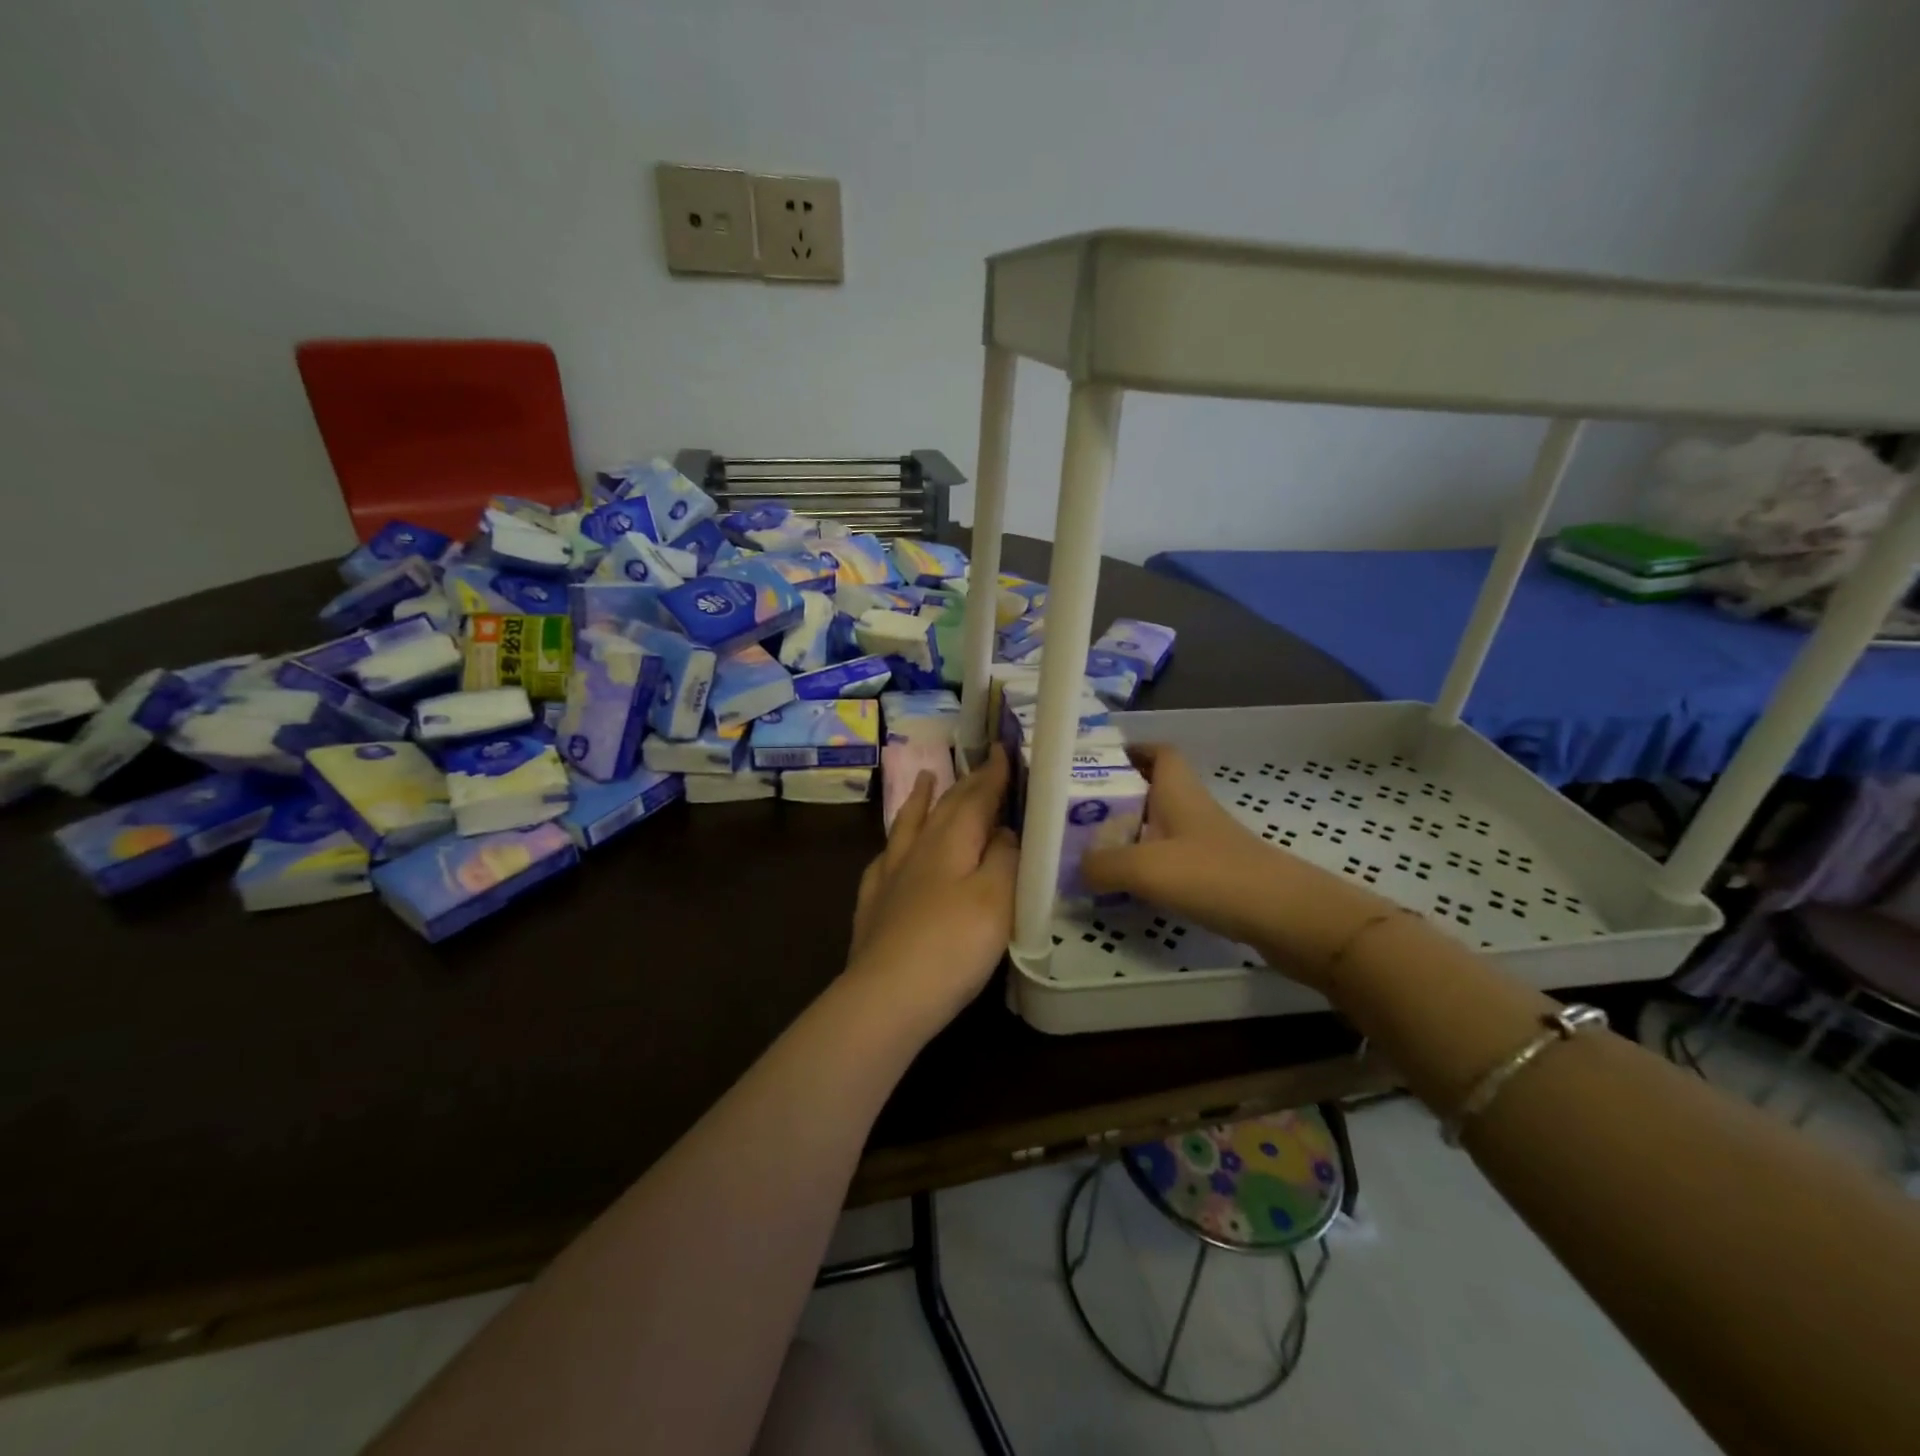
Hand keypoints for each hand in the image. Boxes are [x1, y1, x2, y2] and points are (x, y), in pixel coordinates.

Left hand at [845, 744, 1019, 1035]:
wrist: (887, 996)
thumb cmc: (954, 946)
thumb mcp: (997, 899)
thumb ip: (1004, 858)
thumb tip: (1002, 831)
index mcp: (952, 841)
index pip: (977, 796)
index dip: (992, 773)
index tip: (1003, 748)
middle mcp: (918, 848)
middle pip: (945, 807)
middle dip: (965, 784)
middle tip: (979, 764)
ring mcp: (890, 875)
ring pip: (907, 825)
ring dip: (920, 799)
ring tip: (925, 777)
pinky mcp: (873, 903)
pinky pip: (884, 858)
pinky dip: (894, 843)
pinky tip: (891, 849)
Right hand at [1080, 746, 1386, 986]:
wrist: (1287, 918)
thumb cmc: (1213, 875)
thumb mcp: (1143, 867)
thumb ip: (1100, 864)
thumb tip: (1075, 868)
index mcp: (1178, 792)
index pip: (1159, 753)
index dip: (1131, 750)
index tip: (1097, 762)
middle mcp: (1192, 811)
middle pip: (1153, 791)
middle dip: (1118, 798)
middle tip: (1078, 815)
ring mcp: (1208, 844)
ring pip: (1161, 828)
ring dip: (1131, 835)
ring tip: (1093, 852)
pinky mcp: (1217, 876)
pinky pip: (1173, 861)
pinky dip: (1149, 868)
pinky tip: (1129, 887)